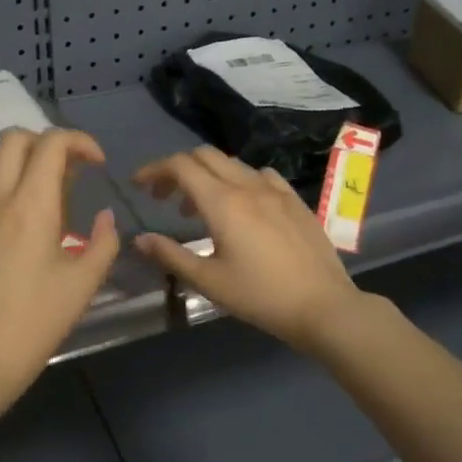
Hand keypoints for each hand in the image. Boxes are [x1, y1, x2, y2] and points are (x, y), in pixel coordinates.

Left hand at [0, 128, 120, 405]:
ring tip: (30, 182)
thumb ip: (104, 241)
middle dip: (47, 143)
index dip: (80, 141)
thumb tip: (105, 216)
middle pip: (15, 139)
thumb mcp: (84, 283)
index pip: (53, 144)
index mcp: (32, 206)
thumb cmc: (37, 322)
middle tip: (65, 170)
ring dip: (13, 157)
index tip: (96, 162)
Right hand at [131, 147, 367, 352]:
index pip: (181, 166)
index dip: (154, 169)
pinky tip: (242, 205)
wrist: (323, 305)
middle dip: (178, 169)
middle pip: (205, 156)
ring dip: (208, 175)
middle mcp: (248, 186)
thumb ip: (171, 255)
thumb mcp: (209, 281)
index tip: (139, 185)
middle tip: (164, 197)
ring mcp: (275, 190)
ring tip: (199, 208)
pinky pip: (261, 175)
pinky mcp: (295, 200)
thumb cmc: (260, 296)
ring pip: (232, 164)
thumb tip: (140, 239)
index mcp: (223, 202)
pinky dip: (239, 180)